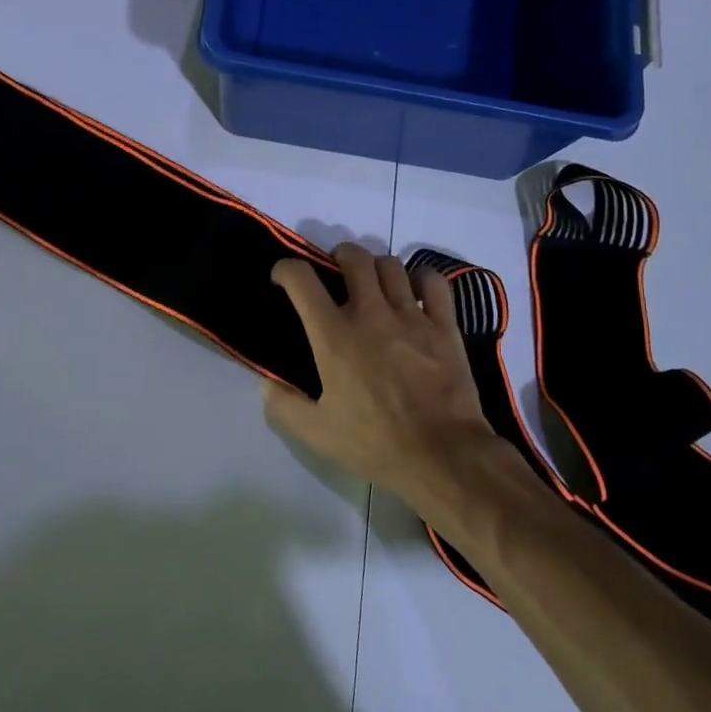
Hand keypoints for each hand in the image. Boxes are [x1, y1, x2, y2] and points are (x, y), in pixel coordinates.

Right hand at [264, 243, 498, 510]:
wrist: (442, 455)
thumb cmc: (375, 444)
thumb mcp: (316, 433)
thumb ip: (284, 405)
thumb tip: (267, 382)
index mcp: (334, 335)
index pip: (301, 279)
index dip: (285, 269)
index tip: (283, 278)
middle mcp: (370, 313)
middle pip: (353, 257)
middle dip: (339, 256)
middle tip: (336, 273)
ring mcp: (411, 315)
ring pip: (391, 265)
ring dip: (377, 267)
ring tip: (375, 284)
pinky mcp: (443, 325)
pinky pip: (432, 282)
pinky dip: (421, 279)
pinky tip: (415, 292)